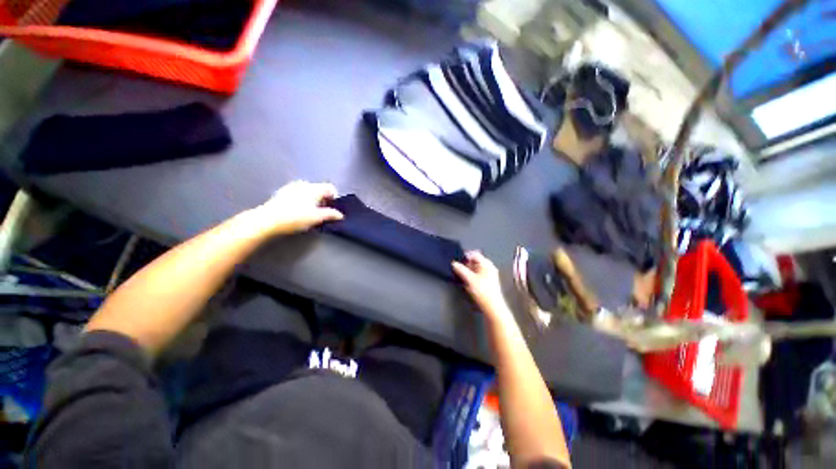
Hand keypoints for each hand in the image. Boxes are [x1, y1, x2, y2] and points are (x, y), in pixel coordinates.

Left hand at [253, 181, 343, 235]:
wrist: (268, 219)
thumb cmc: (296, 217)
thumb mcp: (317, 218)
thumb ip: (331, 215)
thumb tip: (340, 215)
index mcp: (314, 188)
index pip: (331, 188)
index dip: (334, 198)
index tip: (332, 208)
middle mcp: (304, 184)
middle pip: (320, 189)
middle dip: (323, 199)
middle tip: (322, 212)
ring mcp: (292, 187)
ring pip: (308, 191)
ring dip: (312, 199)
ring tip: (309, 212)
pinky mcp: (282, 192)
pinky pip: (298, 193)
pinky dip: (302, 199)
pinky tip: (297, 210)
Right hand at [453, 251, 509, 317]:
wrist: (493, 307)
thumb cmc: (483, 291)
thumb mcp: (469, 279)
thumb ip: (460, 270)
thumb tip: (453, 263)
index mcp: (487, 264)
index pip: (474, 254)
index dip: (465, 256)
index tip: (456, 260)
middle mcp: (489, 267)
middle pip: (475, 261)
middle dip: (465, 264)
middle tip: (457, 268)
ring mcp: (489, 275)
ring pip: (475, 268)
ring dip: (467, 271)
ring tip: (461, 275)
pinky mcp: (488, 282)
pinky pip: (477, 274)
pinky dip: (471, 276)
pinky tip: (466, 281)